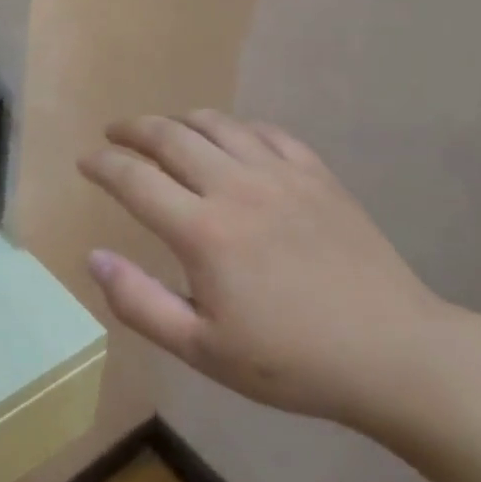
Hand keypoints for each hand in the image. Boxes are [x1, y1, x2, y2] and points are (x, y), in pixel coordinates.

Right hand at [78, 111, 455, 430]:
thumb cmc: (291, 361)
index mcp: (202, 231)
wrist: (395, 355)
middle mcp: (236, 187)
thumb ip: (139, 302)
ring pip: (216, 124)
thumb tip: (94, 257)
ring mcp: (281, 175)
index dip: (102, 165)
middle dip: (132, 130)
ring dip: (179, 121)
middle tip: (113, 135)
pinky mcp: (317, 175)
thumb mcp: (202, 350)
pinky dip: (234, 127)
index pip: (134, 178)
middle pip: (169, 136)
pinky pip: (265, 132)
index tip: (85, 162)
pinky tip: (229, 140)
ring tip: (162, 131)